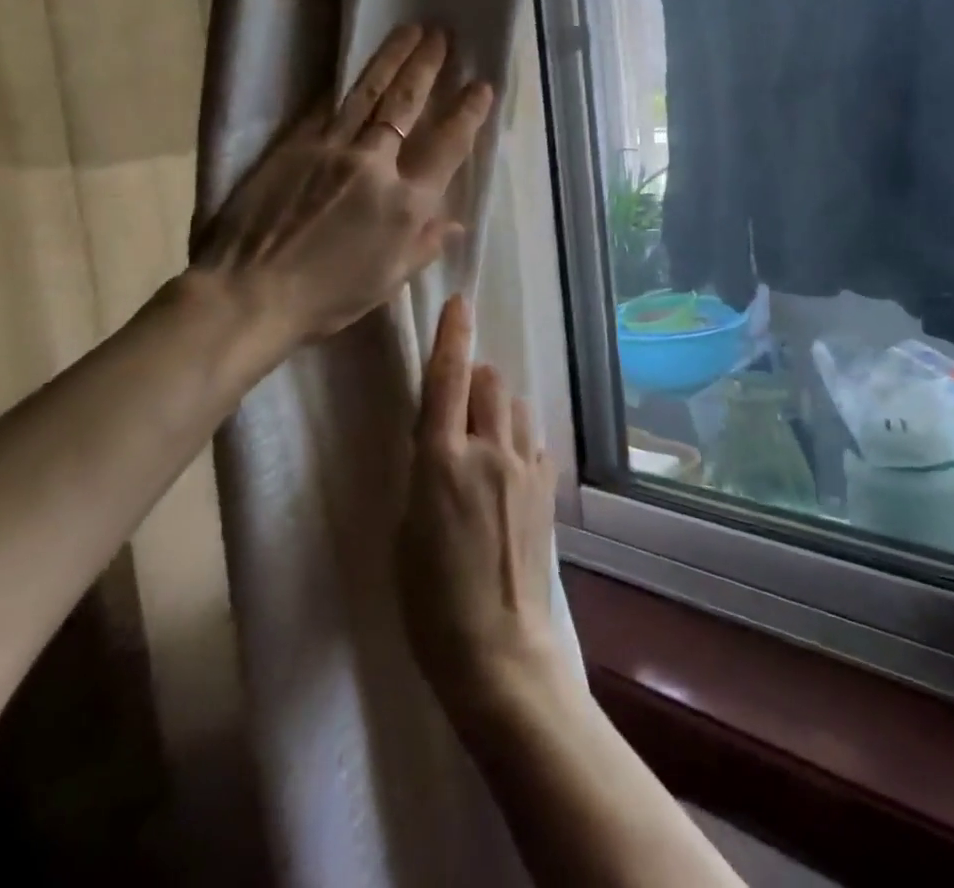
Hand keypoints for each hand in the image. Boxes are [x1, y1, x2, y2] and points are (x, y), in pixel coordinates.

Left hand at [192, 25, 492, 346]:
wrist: (249, 293)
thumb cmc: (326, 298)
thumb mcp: (387, 281)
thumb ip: (424, 246)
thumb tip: (456, 223)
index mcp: (405, 205)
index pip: (448, 148)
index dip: (468, 114)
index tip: (481, 86)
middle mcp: (375, 166)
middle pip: (407, 106)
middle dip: (428, 67)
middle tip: (441, 35)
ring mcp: (331, 149)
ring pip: (369, 93)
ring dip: (392, 58)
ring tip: (410, 30)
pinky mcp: (294, 145)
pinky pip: (326, 107)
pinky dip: (345, 85)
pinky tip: (355, 68)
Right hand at [396, 295, 561, 716]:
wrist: (500, 651)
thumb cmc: (431, 602)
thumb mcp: (405, 531)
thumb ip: (424, 473)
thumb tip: (440, 442)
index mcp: (441, 461)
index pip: (446, 379)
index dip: (452, 335)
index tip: (460, 301)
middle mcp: (488, 451)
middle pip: (490, 380)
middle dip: (475, 378)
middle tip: (460, 405)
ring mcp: (525, 467)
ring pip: (516, 405)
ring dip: (499, 407)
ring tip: (485, 439)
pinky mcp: (548, 488)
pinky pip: (533, 441)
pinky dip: (518, 441)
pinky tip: (508, 471)